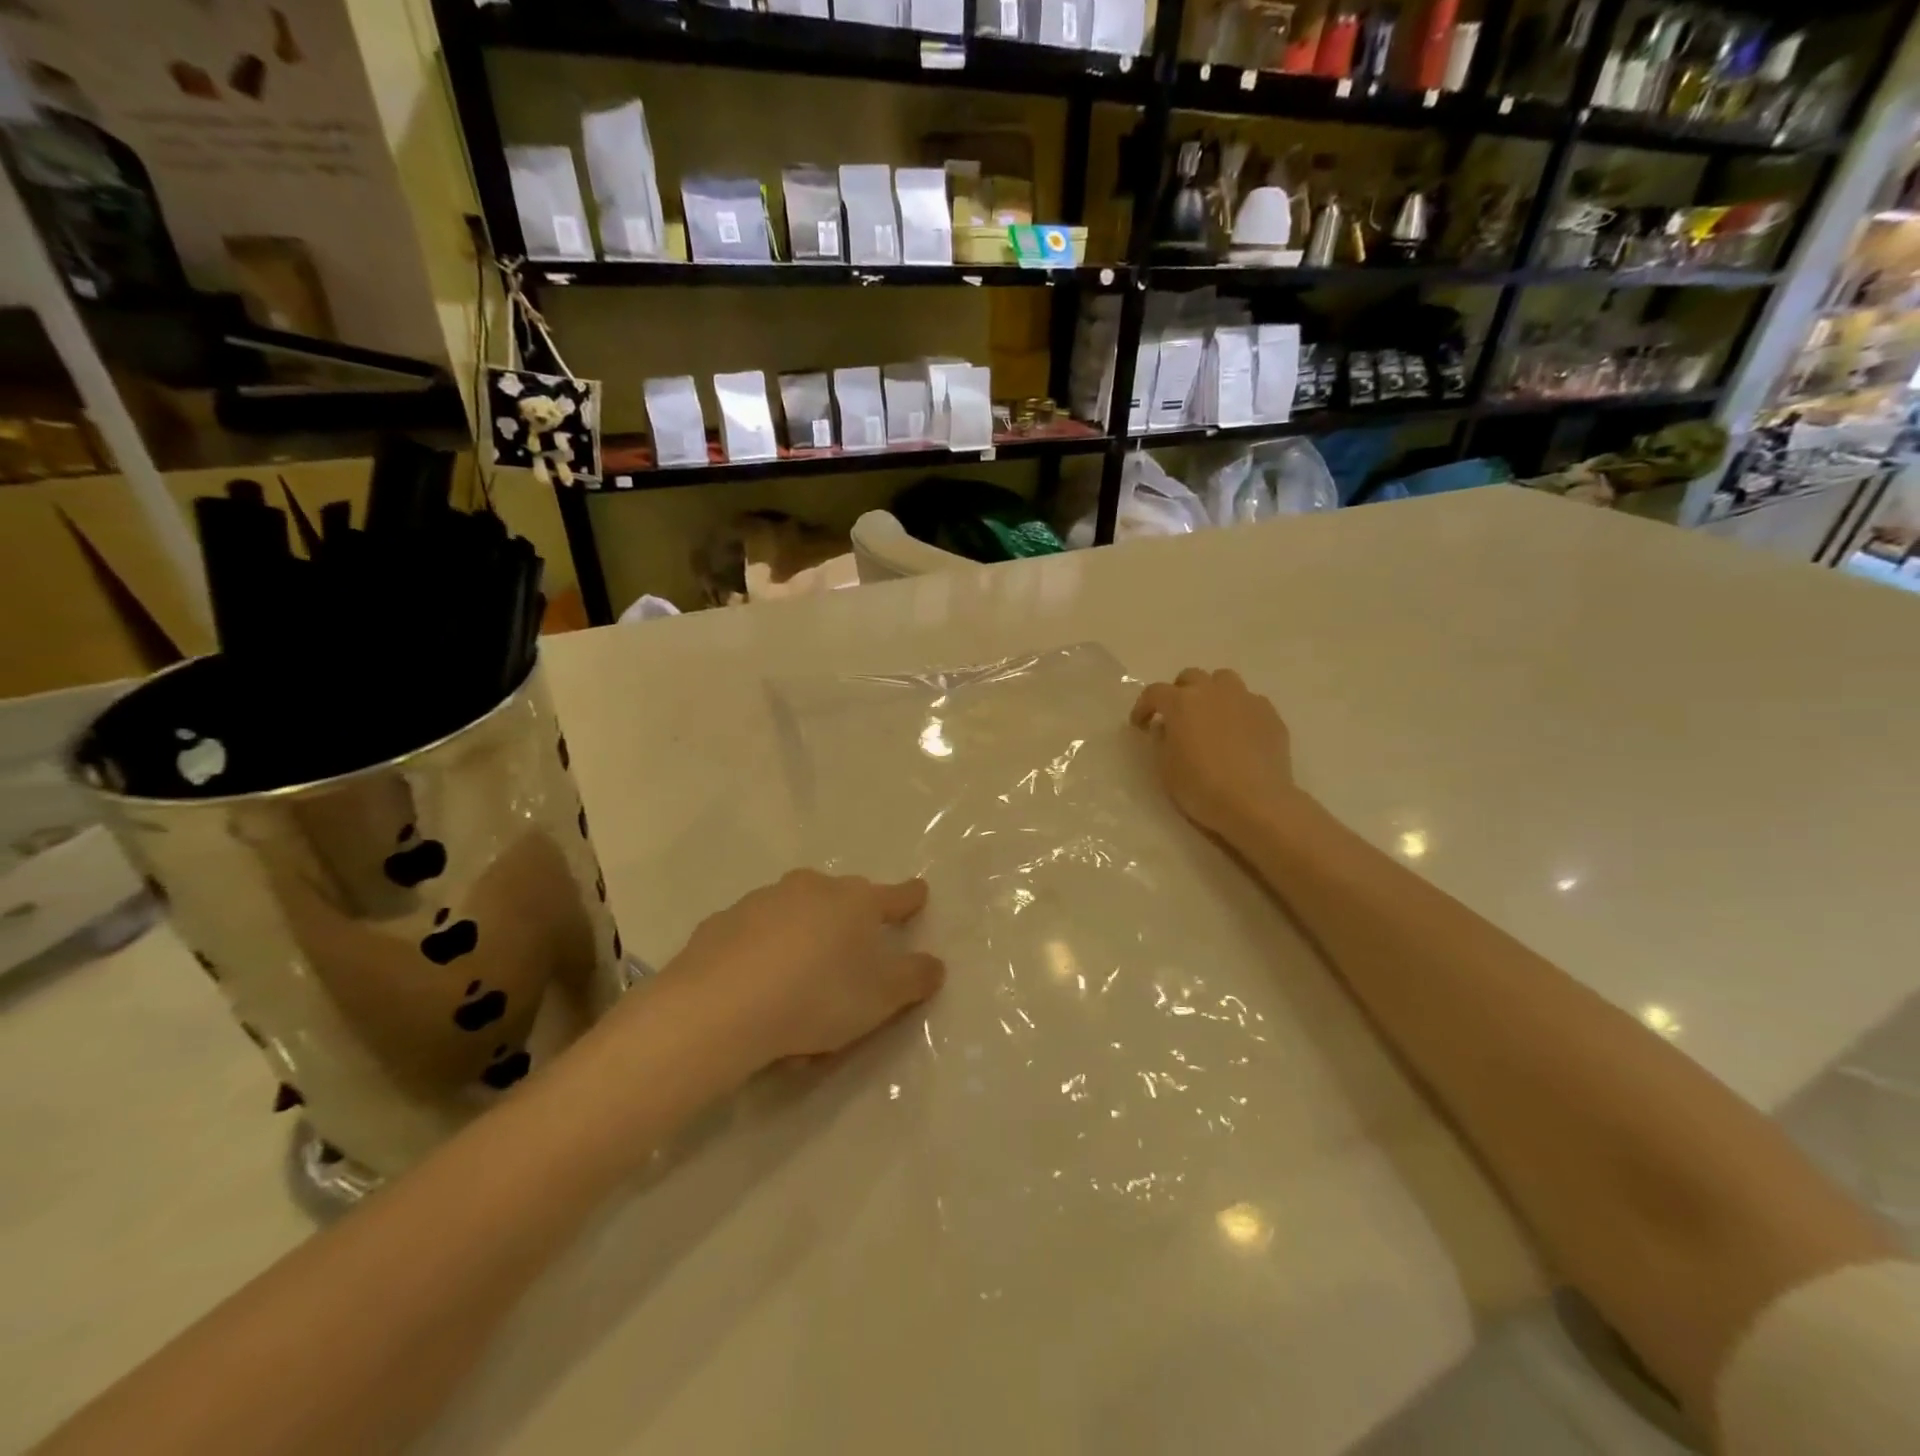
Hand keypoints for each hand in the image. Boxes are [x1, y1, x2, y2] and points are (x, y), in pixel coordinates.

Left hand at [644, 870, 944, 1072]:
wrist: (720, 1007)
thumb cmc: (816, 997)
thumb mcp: (881, 998)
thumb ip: (914, 979)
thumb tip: (935, 964)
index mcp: (855, 901)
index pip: (895, 896)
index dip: (910, 898)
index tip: (919, 892)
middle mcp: (811, 889)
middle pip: (840, 900)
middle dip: (849, 921)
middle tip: (849, 960)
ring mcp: (762, 901)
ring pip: (794, 915)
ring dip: (803, 939)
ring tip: (798, 988)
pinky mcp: (721, 923)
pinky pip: (754, 936)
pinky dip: (762, 954)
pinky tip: (756, 990)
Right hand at [1131, 668, 1294, 843]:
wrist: (1255, 802)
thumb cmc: (1201, 786)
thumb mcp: (1166, 767)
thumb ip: (1161, 740)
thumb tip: (1166, 727)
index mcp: (1181, 702)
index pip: (1154, 692)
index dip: (1143, 707)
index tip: (1140, 725)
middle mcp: (1213, 691)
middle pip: (1191, 677)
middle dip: (1179, 692)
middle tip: (1177, 717)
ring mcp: (1245, 699)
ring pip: (1224, 680)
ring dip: (1211, 692)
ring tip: (1211, 717)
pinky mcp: (1270, 714)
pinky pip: (1249, 701)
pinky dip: (1238, 710)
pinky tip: (1239, 733)